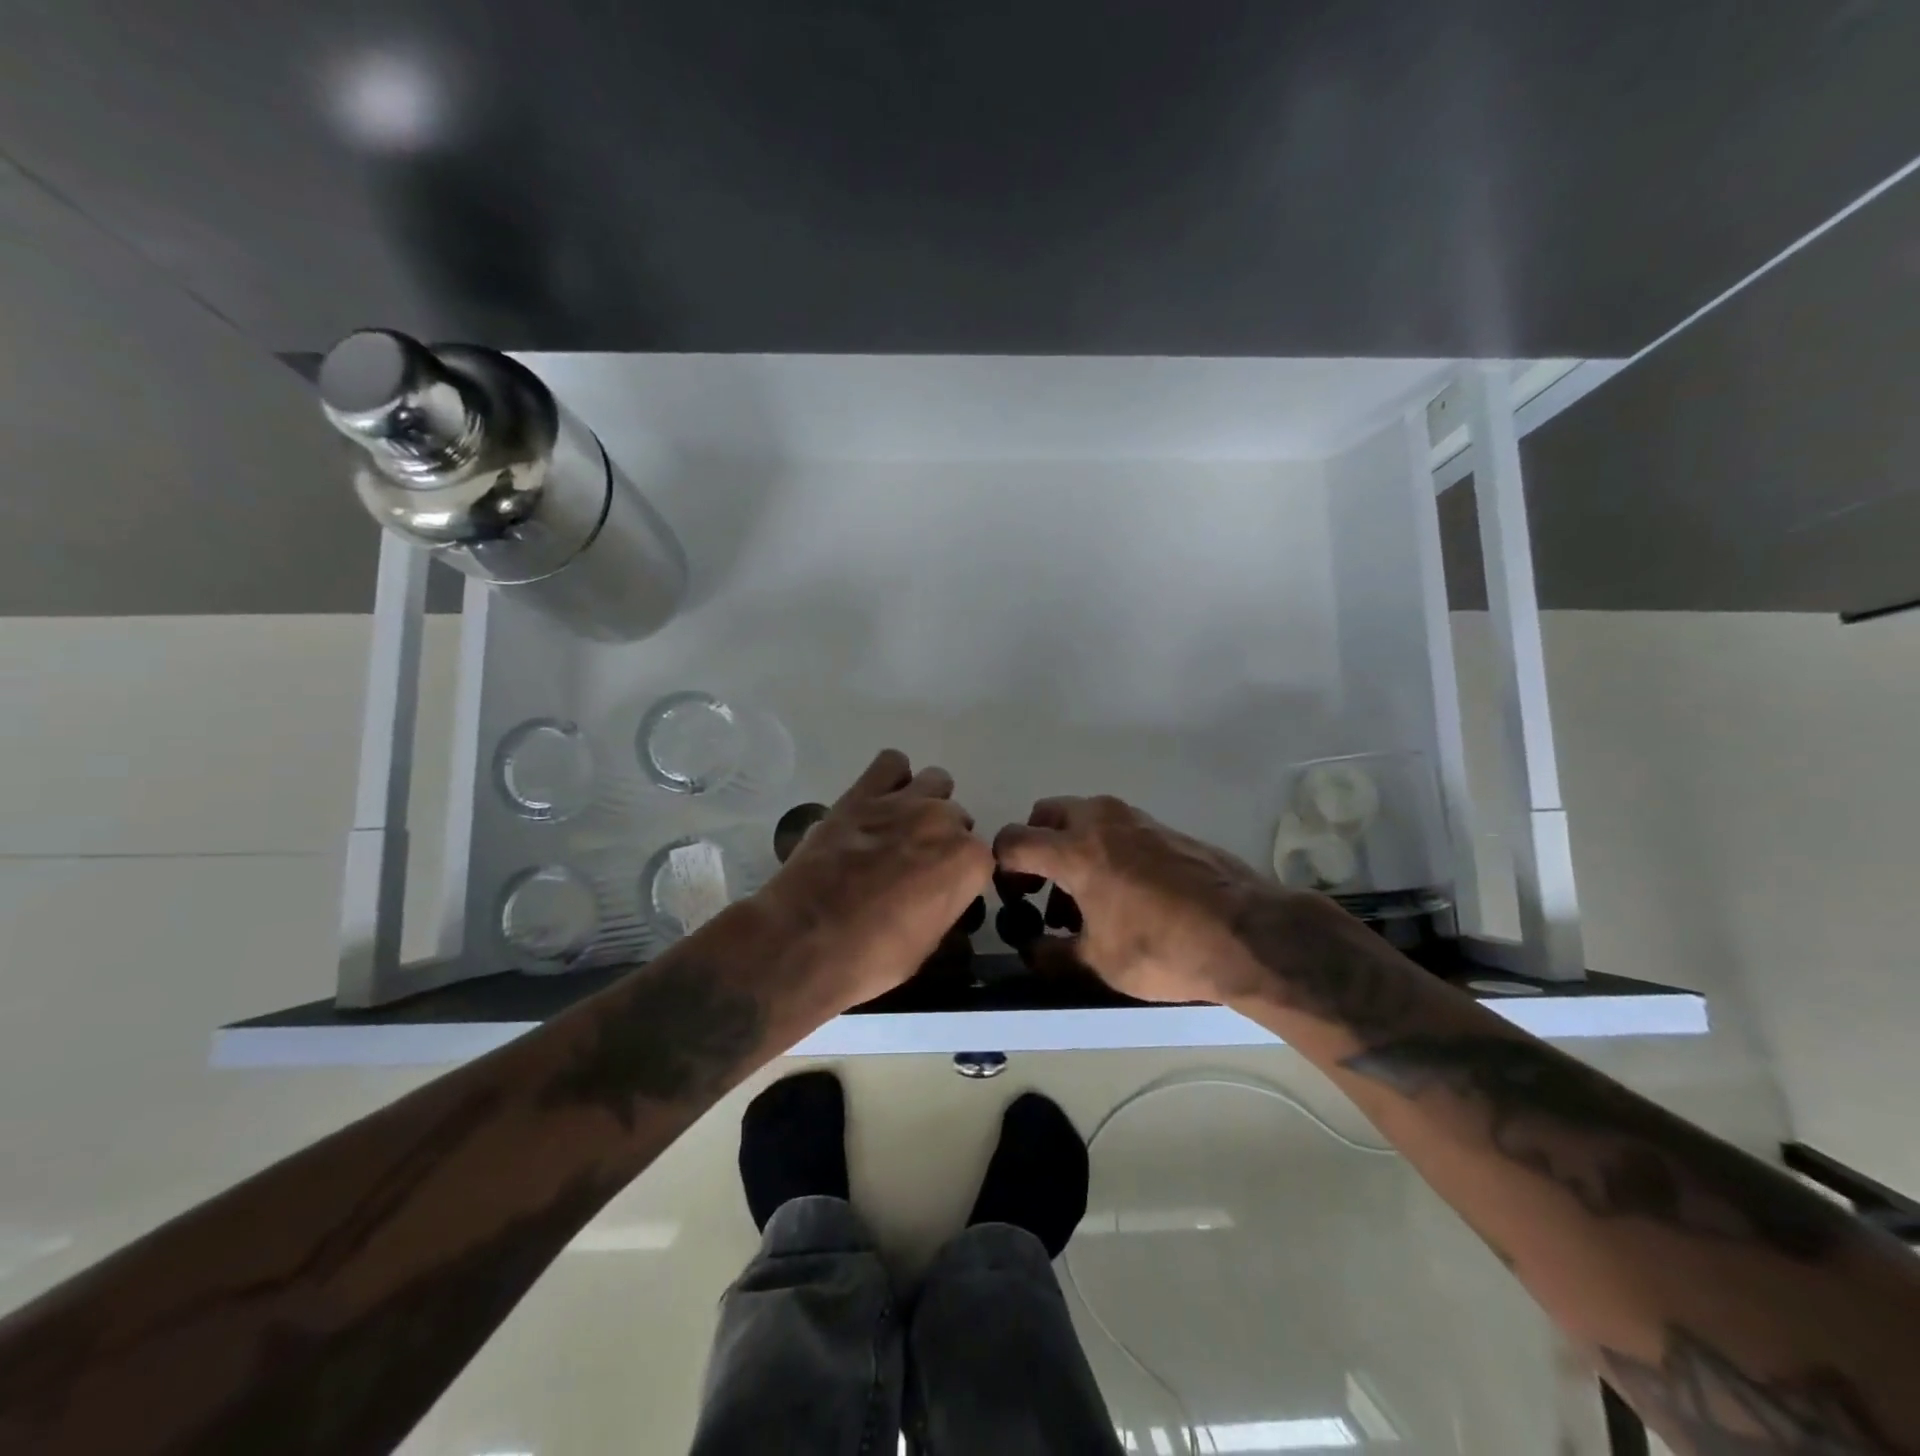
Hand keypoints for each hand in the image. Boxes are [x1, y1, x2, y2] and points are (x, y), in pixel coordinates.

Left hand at [759, 749, 992, 1010]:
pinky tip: (879, 802)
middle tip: (913, 865)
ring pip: (935, 783)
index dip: (960, 876)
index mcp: (968, 862)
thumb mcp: (927, 944)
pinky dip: (892, 778)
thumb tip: (941, 892)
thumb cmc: (871, 958)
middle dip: (941, 840)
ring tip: (900, 829)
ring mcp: (903, 801)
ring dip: (925, 803)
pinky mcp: (862, 793)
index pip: (981, 858)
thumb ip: (945, 903)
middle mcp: (943, 822)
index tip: (940, 891)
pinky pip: (891, 762)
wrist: (801, 942)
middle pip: (957, 819)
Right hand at [993, 794, 1309, 1004]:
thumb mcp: (1099, 962)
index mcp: (1076, 850)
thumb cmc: (1163, 948)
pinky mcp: (1163, 828)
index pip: (1014, 840)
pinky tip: (1119, 892)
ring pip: (1083, 817)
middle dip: (1035, 846)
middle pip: (1046, 815)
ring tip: (1080, 899)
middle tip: (1039, 887)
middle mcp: (1101, 822)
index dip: (1000, 867)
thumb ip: (1053, 954)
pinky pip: (1115, 828)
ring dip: (1069, 846)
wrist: (1246, 932)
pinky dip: (1101, 848)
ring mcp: (1135, 820)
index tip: (1008, 896)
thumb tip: (1032, 950)